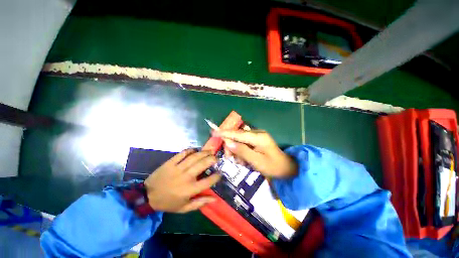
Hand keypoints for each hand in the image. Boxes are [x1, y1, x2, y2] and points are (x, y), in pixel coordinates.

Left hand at [144, 149, 220, 212]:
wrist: (147, 196)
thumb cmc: (168, 203)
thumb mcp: (184, 208)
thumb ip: (200, 203)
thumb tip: (215, 199)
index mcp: (190, 189)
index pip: (208, 181)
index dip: (216, 176)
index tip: (220, 173)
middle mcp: (186, 177)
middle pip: (203, 164)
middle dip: (212, 159)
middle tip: (216, 158)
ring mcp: (178, 168)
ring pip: (194, 157)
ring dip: (204, 153)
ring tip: (209, 151)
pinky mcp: (170, 162)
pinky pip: (182, 153)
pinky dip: (190, 150)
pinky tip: (195, 150)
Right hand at [213, 130, 297, 177]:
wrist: (286, 168)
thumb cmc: (273, 166)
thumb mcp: (256, 161)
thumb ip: (242, 151)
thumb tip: (228, 143)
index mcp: (258, 137)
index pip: (238, 133)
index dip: (225, 133)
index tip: (213, 131)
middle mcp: (257, 133)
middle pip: (237, 137)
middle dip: (232, 147)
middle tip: (230, 159)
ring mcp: (257, 136)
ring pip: (240, 141)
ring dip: (237, 151)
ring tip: (241, 162)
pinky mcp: (257, 140)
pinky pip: (244, 144)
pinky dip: (242, 151)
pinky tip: (245, 160)